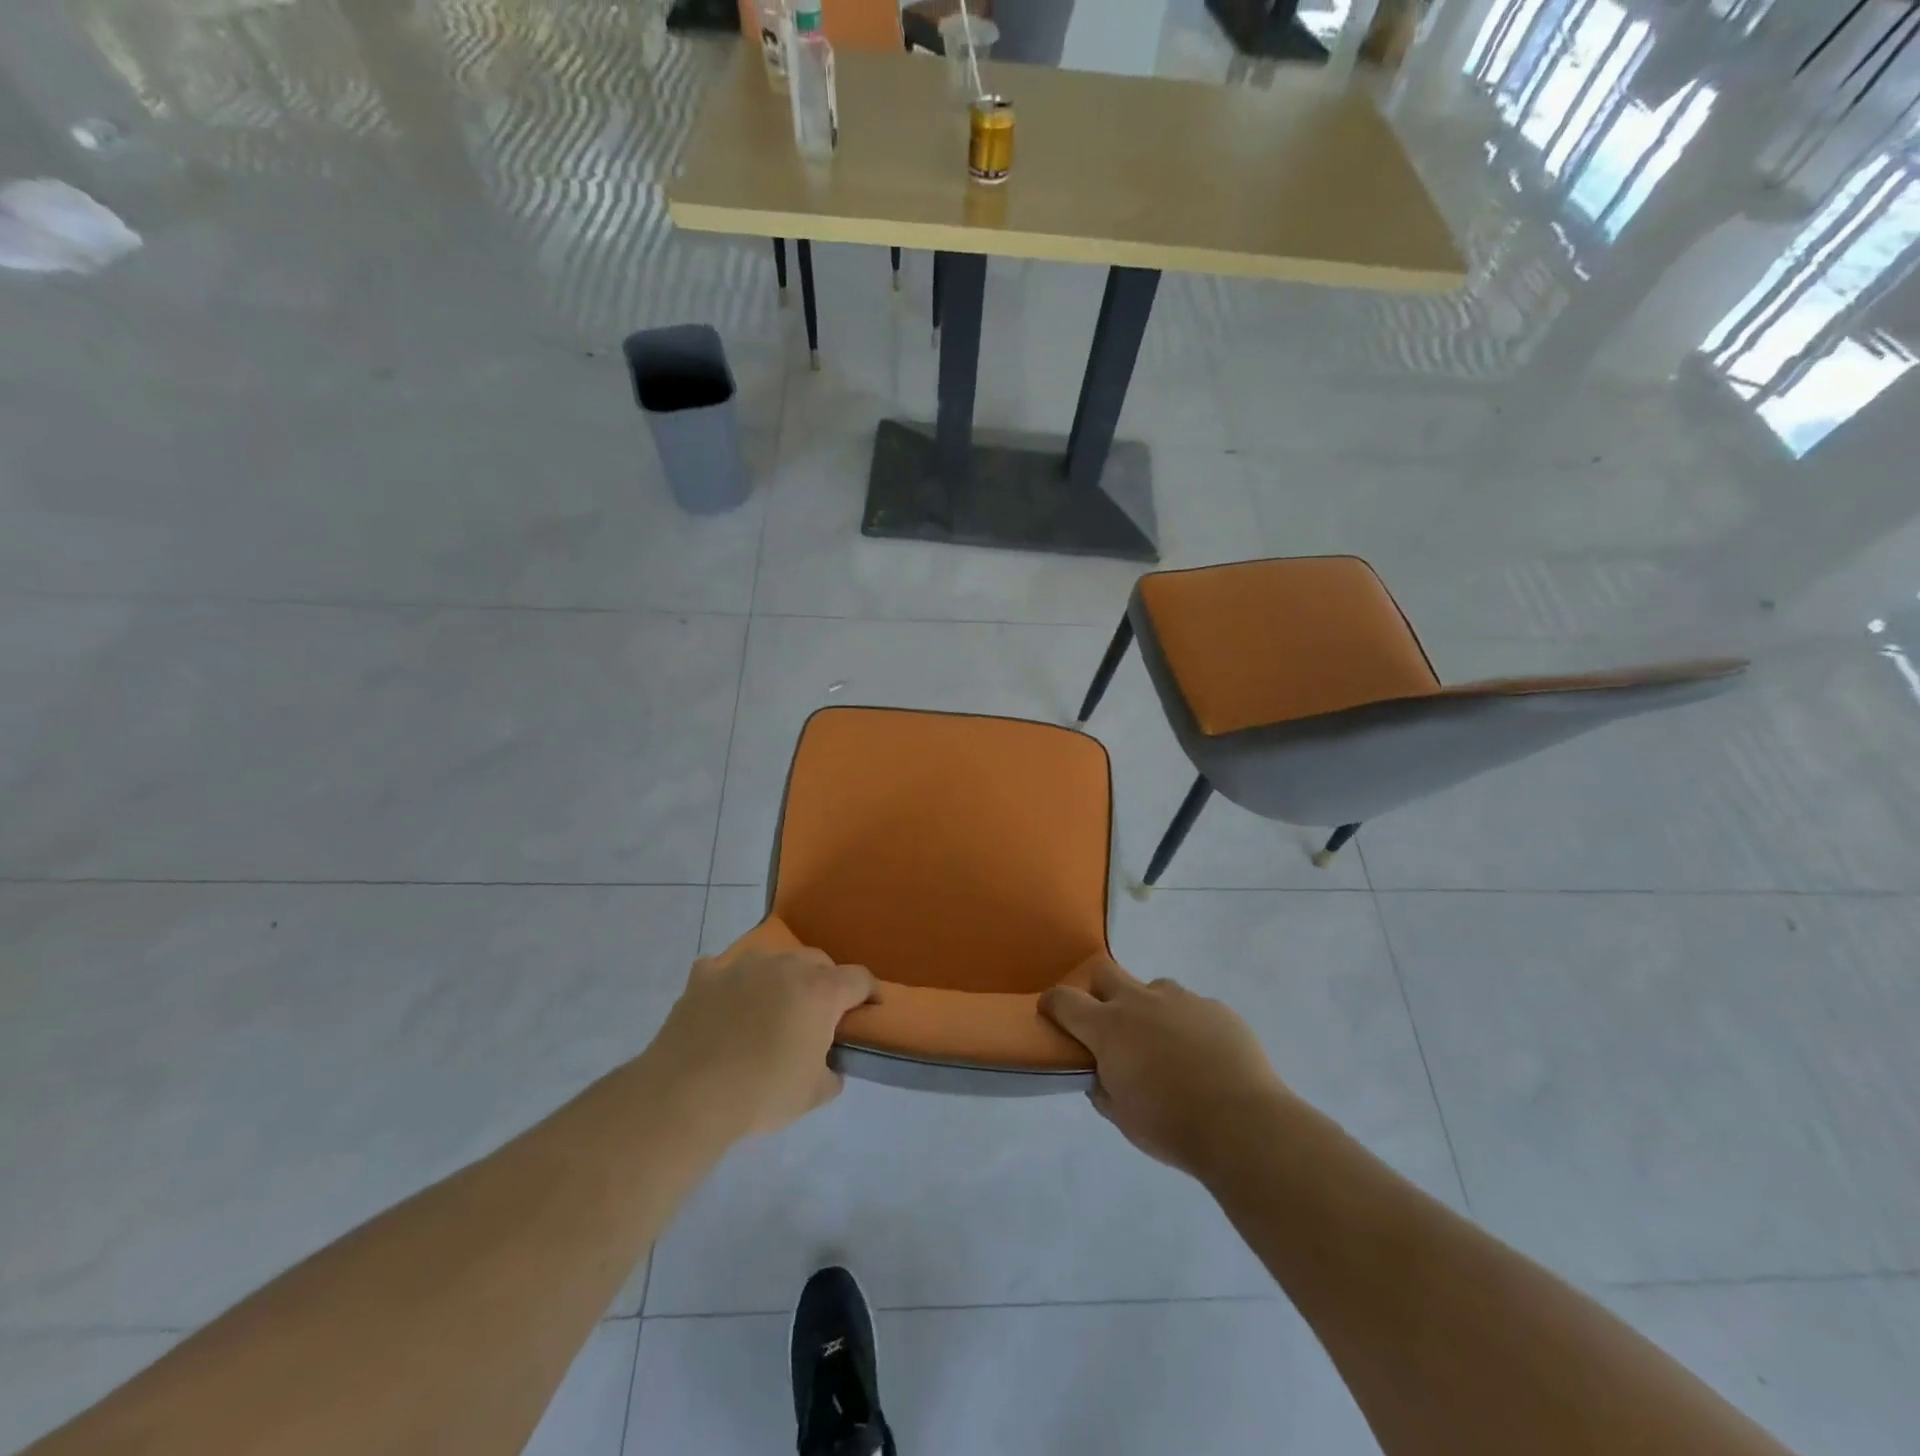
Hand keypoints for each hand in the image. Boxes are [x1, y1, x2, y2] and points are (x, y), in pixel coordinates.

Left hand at [648, 942, 876, 1139]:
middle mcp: (786, 966)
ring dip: (780, 978)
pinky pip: (725, 969)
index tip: (870, 1008)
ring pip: (773, 959)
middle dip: (825, 982)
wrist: (687, 1095)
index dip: (869, 992)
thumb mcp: (813, 1095)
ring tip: (770, 1007)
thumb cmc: (761, 1094)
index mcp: (820, 991)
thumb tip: (829, 1064)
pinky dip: (731, 983)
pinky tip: (724, 1005)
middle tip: (817, 1014)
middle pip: (818, 961)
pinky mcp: (705, 975)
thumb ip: (832, 1072)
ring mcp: (742, 966)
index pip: (859, 978)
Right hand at [1041, 957, 1287, 1176]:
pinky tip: (1203, 1056)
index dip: (1052, 1003)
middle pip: (1105, 971)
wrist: (1243, 1124)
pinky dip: (1187, 1025)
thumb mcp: (1121, 1116)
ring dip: (1149, 1009)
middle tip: (1108, 1022)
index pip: (1064, 999)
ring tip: (1165, 1045)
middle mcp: (1140, 1001)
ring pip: (1153, 988)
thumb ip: (1102, 1086)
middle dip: (1098, 989)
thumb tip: (1099, 1073)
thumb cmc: (1170, 1125)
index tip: (1051, 1013)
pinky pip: (1192, 1007)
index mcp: (1109, 1027)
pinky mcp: (1216, 1007)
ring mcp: (1182, 999)